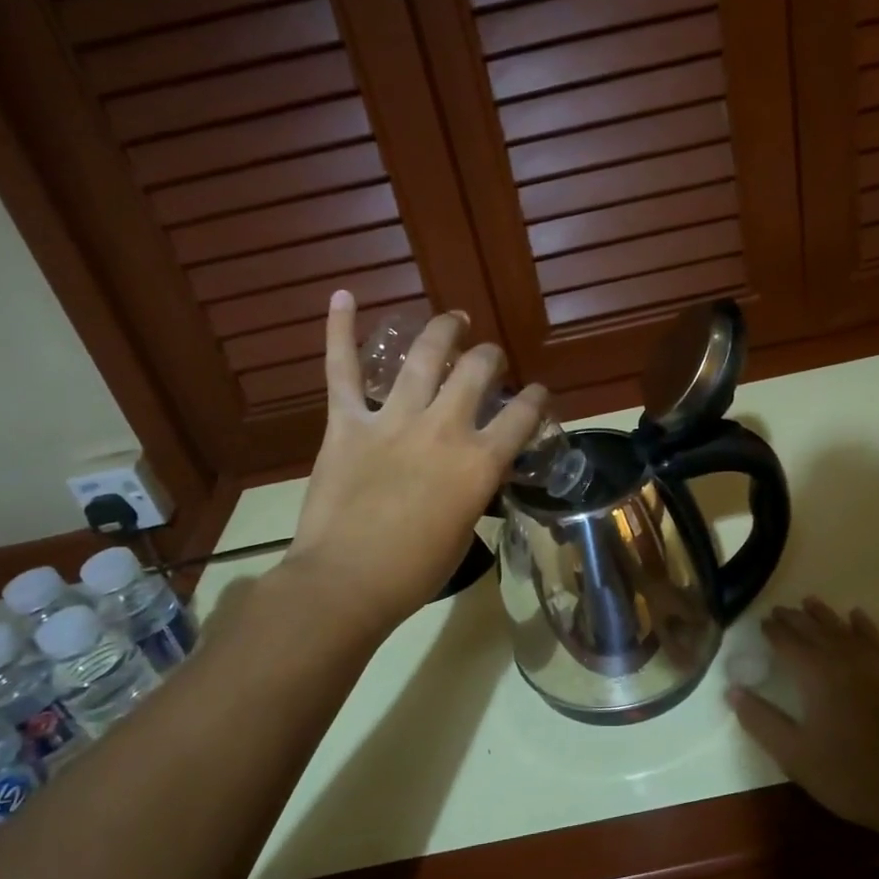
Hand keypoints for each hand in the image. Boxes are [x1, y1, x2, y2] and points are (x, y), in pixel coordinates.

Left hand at [283, 291, 543, 630]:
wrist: (346, 582)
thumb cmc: (413, 571)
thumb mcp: (464, 530)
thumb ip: (475, 488)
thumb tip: (475, 469)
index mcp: (479, 462)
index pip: (523, 416)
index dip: (536, 400)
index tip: (537, 395)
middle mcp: (443, 428)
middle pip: (478, 372)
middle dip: (490, 358)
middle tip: (489, 358)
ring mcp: (393, 420)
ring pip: (424, 357)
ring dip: (443, 331)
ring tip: (454, 321)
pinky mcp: (346, 423)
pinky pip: (342, 370)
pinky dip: (340, 331)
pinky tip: (343, 296)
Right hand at [728, 598, 878, 836]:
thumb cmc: (854, 776)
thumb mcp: (796, 756)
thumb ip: (762, 721)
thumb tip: (732, 690)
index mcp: (815, 674)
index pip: (787, 642)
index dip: (772, 631)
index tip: (761, 622)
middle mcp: (844, 658)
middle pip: (814, 629)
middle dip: (794, 618)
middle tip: (780, 610)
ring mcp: (878, 664)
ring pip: (844, 629)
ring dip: (825, 615)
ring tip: (810, 602)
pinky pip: (876, 638)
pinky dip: (863, 625)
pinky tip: (858, 618)